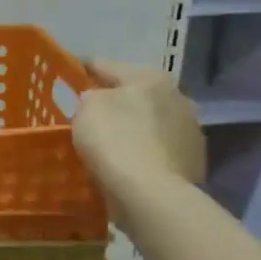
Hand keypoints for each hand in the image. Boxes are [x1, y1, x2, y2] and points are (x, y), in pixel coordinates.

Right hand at [71, 60, 205, 194]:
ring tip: (108, 145)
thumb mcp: (87, 109)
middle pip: (134, 94)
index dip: (82, 70)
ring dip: (131, 128)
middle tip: (88, 116)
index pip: (105, 65)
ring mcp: (190, 130)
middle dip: (113, 102)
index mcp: (150, 78)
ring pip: (149, 122)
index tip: (67, 78)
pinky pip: (157, 149)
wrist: (152, 194)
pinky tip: (127, 165)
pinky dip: (143, 152)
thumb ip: (90, 97)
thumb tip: (98, 101)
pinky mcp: (193, 160)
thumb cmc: (115, 141)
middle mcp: (177, 96)